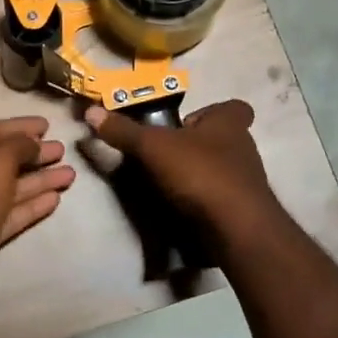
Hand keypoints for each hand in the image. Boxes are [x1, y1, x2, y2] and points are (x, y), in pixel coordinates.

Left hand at [0, 118, 75, 305]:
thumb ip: (20, 144)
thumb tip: (33, 142)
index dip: (22, 126)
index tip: (48, 125)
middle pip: (5, 159)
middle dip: (35, 153)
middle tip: (62, 150)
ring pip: (13, 187)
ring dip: (41, 179)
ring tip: (70, 175)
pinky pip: (12, 212)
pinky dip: (32, 205)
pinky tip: (55, 199)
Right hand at [85, 99, 280, 236]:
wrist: (237, 229)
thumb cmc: (200, 173)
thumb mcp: (153, 148)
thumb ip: (124, 132)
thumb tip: (91, 111)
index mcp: (230, 123)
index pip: (233, 108)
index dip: (211, 113)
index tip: (185, 124)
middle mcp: (243, 148)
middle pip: (223, 139)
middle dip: (197, 146)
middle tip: (166, 155)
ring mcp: (246, 181)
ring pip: (222, 170)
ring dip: (198, 175)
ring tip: (167, 185)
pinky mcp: (243, 210)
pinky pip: (220, 199)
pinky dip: (202, 202)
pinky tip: (181, 211)